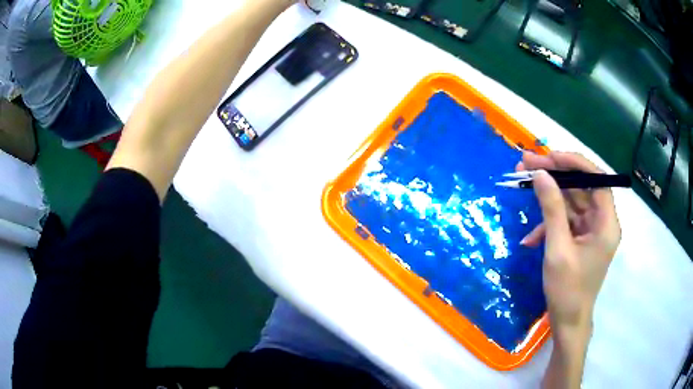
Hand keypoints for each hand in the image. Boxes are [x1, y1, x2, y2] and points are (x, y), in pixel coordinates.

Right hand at [518, 152, 620, 332]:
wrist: (567, 322)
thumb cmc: (567, 290)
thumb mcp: (557, 249)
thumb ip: (551, 209)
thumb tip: (540, 174)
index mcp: (606, 223)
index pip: (597, 179)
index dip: (575, 163)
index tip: (550, 156)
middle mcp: (602, 221)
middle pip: (582, 187)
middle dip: (555, 176)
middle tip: (528, 162)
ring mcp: (591, 230)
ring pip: (572, 201)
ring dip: (548, 196)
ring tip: (522, 183)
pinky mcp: (581, 238)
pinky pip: (566, 221)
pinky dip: (549, 224)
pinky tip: (530, 237)